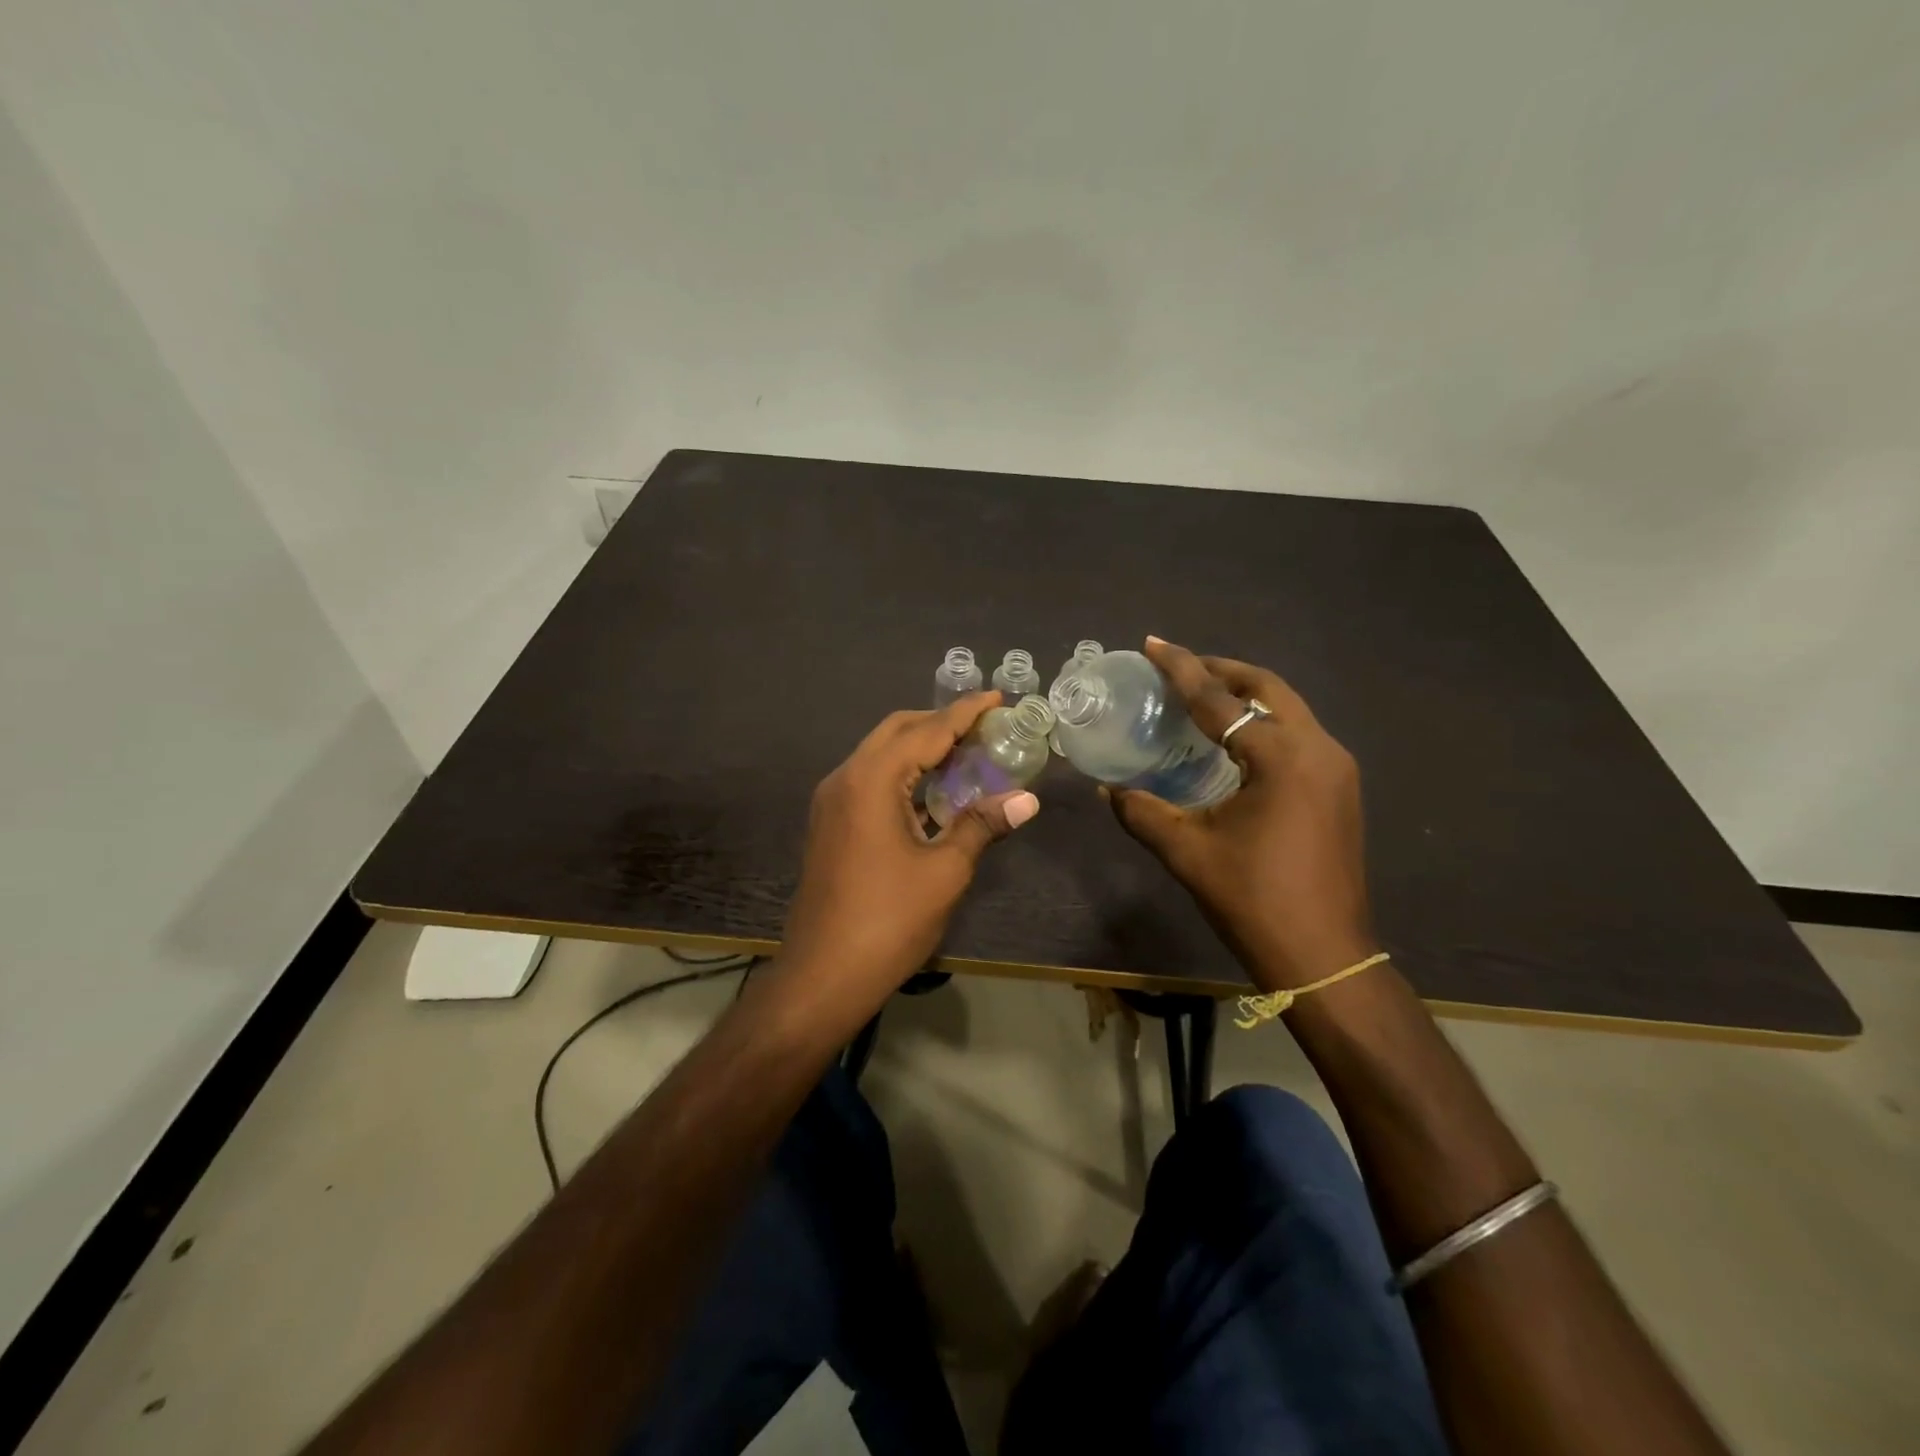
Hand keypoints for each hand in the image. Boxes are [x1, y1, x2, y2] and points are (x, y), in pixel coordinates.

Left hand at [782, 694, 1039, 1009]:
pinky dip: (903, 775)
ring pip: (880, 755)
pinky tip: (934, 794)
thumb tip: (1026, 799)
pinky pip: (870, 781)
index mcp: (871, 780)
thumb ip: (982, 825)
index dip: (965, 713)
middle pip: (896, 732)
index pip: (926, 731)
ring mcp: (831, 802)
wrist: (822, 975)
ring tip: (966, 755)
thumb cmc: (888, 921)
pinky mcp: (830, 825)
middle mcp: (845, 778)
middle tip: (984, 728)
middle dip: (940, 724)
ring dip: (920, 749)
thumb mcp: (945, 871)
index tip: (997, 698)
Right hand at [1104, 638, 1375, 990]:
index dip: (1181, 669)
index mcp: (1282, 757)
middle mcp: (1318, 749)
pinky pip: (1297, 735)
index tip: (1152, 644)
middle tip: (1179, 668)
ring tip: (1201, 697)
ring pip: (1287, 709)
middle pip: (1267, 688)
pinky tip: (1233, 741)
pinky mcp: (1339, 790)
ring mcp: (1337, 769)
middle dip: (1220, 671)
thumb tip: (1106, 789)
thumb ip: (1141, 811)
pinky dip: (1262, 723)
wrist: (1324, 955)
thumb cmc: (1252, 900)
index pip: (1219, 701)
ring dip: (1244, 696)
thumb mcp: (1186, 851)